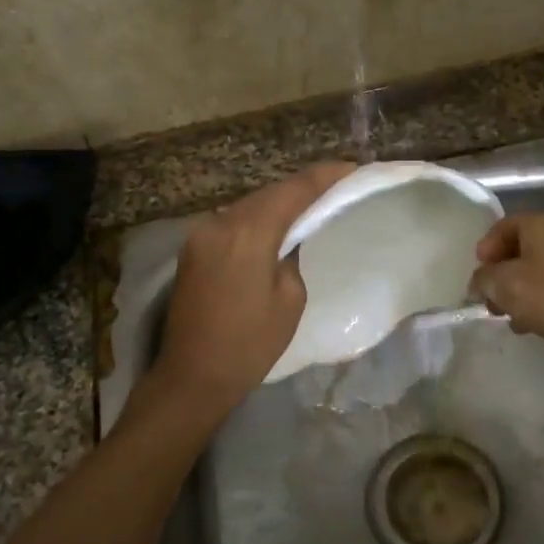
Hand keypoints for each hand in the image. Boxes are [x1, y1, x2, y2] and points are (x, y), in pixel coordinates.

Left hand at [152, 161, 355, 413]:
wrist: (192, 375)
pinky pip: (232, 222)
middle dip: (301, 188)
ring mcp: (200, 234)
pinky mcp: (192, 248)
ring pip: (248, 205)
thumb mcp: (290, 300)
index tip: (351, 168)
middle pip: (268, 193)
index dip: (324, 176)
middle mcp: (219, 223)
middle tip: (334, 186)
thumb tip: (288, 240)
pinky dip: (257, 219)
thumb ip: (292, 256)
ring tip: (309, 205)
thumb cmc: (249, 345)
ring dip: (277, 203)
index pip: (293, 190)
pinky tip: (275, 226)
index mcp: (248, 233)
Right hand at [470, 213, 543, 359]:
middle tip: (490, 298)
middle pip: (525, 248)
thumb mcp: (503, 286)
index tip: (478, 273)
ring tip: (510, 317)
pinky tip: (534, 326)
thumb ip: (483, 279)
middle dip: (503, 273)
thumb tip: (479, 283)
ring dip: (522, 290)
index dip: (487, 247)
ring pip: (543, 271)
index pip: (506, 224)